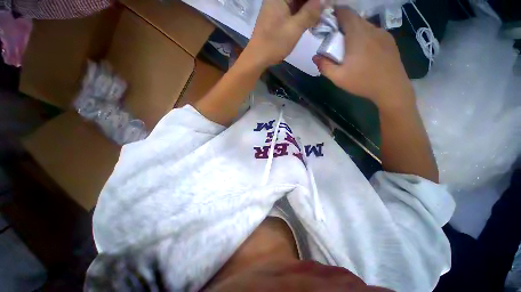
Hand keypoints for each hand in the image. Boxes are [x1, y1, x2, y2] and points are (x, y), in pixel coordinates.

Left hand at [243, 0, 323, 68]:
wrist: (257, 58)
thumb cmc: (274, 44)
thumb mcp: (294, 28)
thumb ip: (310, 12)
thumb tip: (325, 0)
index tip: (326, 4)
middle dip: (314, 3)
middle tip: (325, 10)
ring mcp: (277, 7)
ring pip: (298, 3)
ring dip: (310, 9)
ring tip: (321, 17)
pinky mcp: (277, 17)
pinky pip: (293, 11)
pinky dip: (303, 15)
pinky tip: (312, 21)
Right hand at [312, 9, 414, 108]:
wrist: (391, 88)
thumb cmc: (362, 82)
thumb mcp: (338, 77)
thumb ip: (324, 66)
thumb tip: (315, 57)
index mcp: (357, 35)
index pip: (345, 13)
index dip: (335, 13)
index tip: (327, 21)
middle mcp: (371, 29)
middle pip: (354, 18)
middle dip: (343, 24)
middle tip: (335, 38)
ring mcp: (382, 33)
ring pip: (365, 25)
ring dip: (354, 30)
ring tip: (349, 46)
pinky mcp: (389, 40)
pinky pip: (373, 32)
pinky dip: (365, 35)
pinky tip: (363, 50)